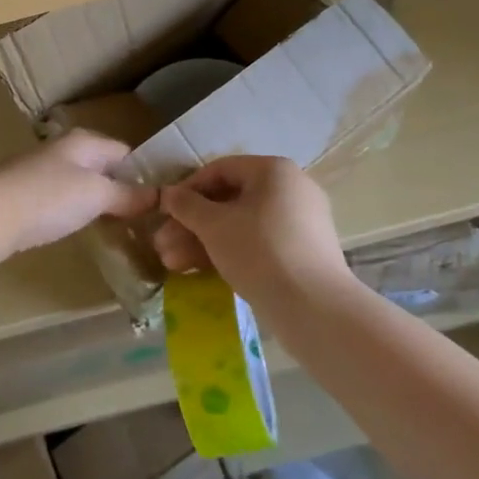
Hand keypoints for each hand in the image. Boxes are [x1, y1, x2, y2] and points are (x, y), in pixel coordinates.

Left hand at [0, 130, 157, 266]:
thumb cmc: (46, 198)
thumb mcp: (95, 195)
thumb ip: (127, 195)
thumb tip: (159, 196)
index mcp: (84, 141)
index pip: (126, 152)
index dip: (146, 173)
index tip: (165, 200)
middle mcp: (63, 150)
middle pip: (104, 167)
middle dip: (124, 189)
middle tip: (148, 219)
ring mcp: (42, 172)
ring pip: (82, 183)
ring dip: (100, 202)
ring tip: (121, 227)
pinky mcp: (25, 195)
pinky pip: (63, 199)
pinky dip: (76, 211)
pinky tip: (82, 228)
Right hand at [152, 156, 351, 306]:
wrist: (315, 309)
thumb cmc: (260, 251)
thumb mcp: (214, 226)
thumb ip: (186, 205)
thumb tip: (168, 194)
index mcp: (274, 171)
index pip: (220, 170)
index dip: (187, 189)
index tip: (164, 211)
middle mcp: (291, 189)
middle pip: (229, 200)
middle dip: (191, 224)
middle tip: (162, 244)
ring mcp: (300, 223)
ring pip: (241, 225)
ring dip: (203, 242)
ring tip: (172, 264)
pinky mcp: (302, 253)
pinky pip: (258, 244)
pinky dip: (229, 253)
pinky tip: (199, 272)